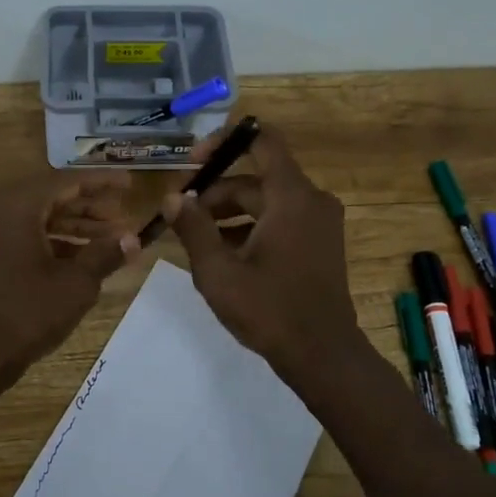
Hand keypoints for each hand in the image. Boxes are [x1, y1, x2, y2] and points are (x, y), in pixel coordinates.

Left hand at [0, 171, 138, 382]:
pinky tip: (79, 256)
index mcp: (15, 205)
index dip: (101, 182)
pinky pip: (18, 233)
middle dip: (88, 207)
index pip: (66, 181)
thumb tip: (133, 239)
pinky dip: (48, 240)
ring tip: (109, 239)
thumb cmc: (25, 316)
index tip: (130, 184)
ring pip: (34, 216)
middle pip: (49, 196)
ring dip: (71, 225)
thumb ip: (105, 254)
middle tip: (122, 218)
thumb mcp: (75, 285)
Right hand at [163, 124, 363, 378]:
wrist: (323, 355)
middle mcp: (311, 200)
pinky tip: (221, 253)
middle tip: (180, 214)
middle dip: (215, 191)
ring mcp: (319, 223)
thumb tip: (172, 197)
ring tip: (194, 237)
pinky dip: (250, 228)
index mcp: (291, 197)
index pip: (262, 141)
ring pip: (265, 201)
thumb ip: (193, 228)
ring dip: (229, 213)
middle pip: (256, 178)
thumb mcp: (218, 271)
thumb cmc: (269, 310)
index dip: (223, 141)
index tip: (192, 162)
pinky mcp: (319, 243)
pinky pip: (279, 220)